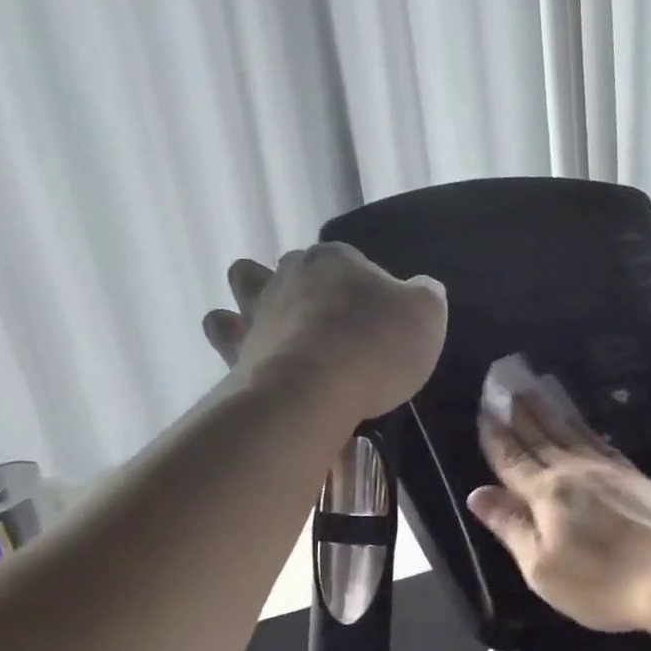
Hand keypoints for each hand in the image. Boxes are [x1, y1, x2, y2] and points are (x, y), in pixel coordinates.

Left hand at [203, 244, 445, 419]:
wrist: (314, 391)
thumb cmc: (377, 346)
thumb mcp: (427, 315)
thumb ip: (425, 296)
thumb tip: (420, 290)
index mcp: (337, 259)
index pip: (353, 262)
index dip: (367, 287)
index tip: (379, 320)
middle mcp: (291, 273)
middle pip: (296, 266)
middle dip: (310, 286)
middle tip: (333, 324)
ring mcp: (258, 308)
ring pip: (245, 282)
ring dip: (255, 295)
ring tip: (279, 325)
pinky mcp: (235, 346)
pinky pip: (222, 330)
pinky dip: (231, 335)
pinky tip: (250, 351)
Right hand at [469, 395, 650, 633]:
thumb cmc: (599, 582)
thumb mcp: (541, 567)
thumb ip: (510, 527)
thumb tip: (477, 494)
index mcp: (546, 493)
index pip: (512, 459)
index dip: (496, 437)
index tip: (485, 411)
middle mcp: (574, 471)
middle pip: (541, 436)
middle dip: (520, 412)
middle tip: (507, 384)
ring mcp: (608, 470)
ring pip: (571, 431)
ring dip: (550, 410)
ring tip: (537, 387)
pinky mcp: (634, 476)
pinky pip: (600, 441)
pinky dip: (584, 427)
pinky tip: (582, 424)